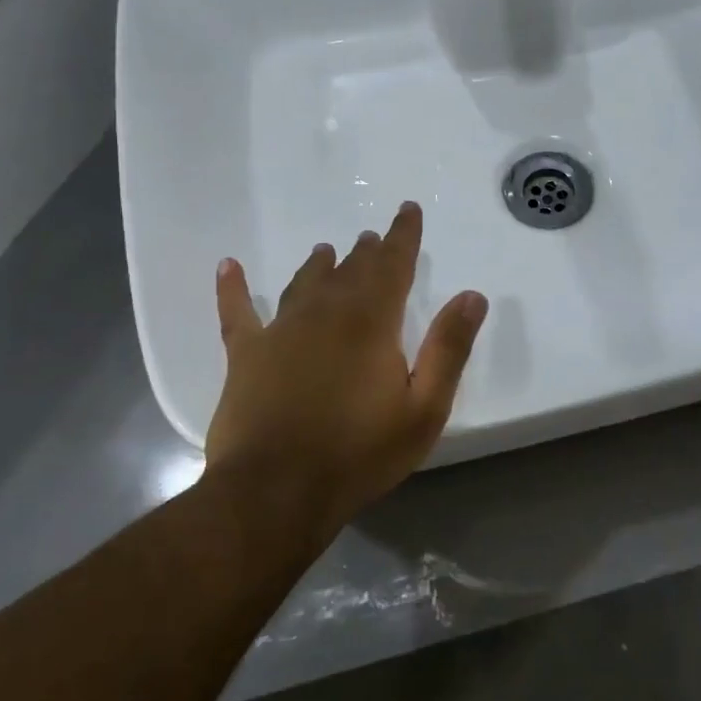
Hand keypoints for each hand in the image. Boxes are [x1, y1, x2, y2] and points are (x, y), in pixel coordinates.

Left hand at [206, 201, 487, 550]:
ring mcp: (280, 331)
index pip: (393, 264)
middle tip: (374, 237)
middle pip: (350, 270)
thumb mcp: (424, 408)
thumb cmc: (360, 452)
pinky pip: (237, 312)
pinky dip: (232, 288)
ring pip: (303, 284)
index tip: (408, 210)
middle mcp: (325, 313)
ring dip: (318, 265)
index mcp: (372, 322)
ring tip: (326, 250)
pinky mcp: (246, 355)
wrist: (276, 490)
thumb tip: (472, 295)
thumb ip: (449, 348)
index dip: (403, 236)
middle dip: (366, 251)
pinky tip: (227, 266)